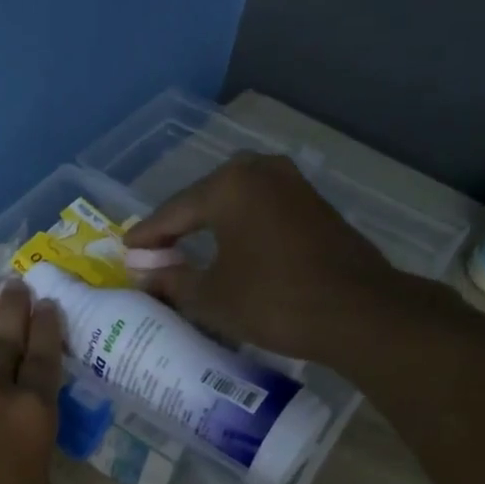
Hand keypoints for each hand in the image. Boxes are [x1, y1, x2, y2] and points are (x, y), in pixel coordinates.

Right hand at [123, 153, 401, 362]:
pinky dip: (240, 228)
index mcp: (228, 185)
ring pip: (236, 202)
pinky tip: (232, 248)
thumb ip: (172, 280)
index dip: (147, 235)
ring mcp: (293, 184)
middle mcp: (260, 171)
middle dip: (179, 225)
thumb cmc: (273, 301)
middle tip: (156, 251)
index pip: (173, 211)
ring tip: (189, 250)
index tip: (126, 251)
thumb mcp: (211, 297)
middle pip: (204, 199)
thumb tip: (146, 275)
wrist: (358, 313)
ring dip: (211, 225)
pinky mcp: (315, 204)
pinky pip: (262, 210)